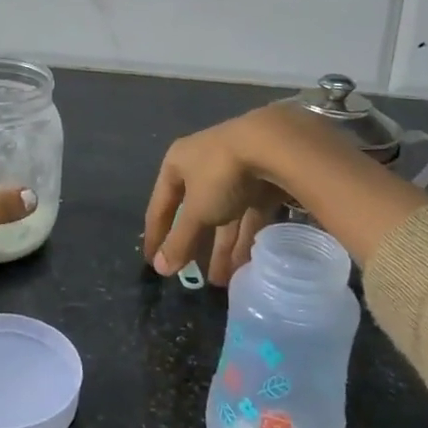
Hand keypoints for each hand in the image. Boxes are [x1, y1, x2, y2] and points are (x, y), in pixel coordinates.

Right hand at [144, 104, 333, 285]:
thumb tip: (159, 268)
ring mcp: (234, 172)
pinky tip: (245, 265)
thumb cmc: (221, 175)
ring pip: (224, 216)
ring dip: (223, 248)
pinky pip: (248, 215)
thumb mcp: (197, 211)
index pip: (161, 204)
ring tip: (222, 281)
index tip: (152, 262)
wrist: (275, 146)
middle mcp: (203, 164)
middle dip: (196, 245)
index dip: (156, 234)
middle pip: (195, 211)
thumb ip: (179, 240)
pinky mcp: (261, 181)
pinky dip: (245, 238)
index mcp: (178, 163)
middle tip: (193, 277)